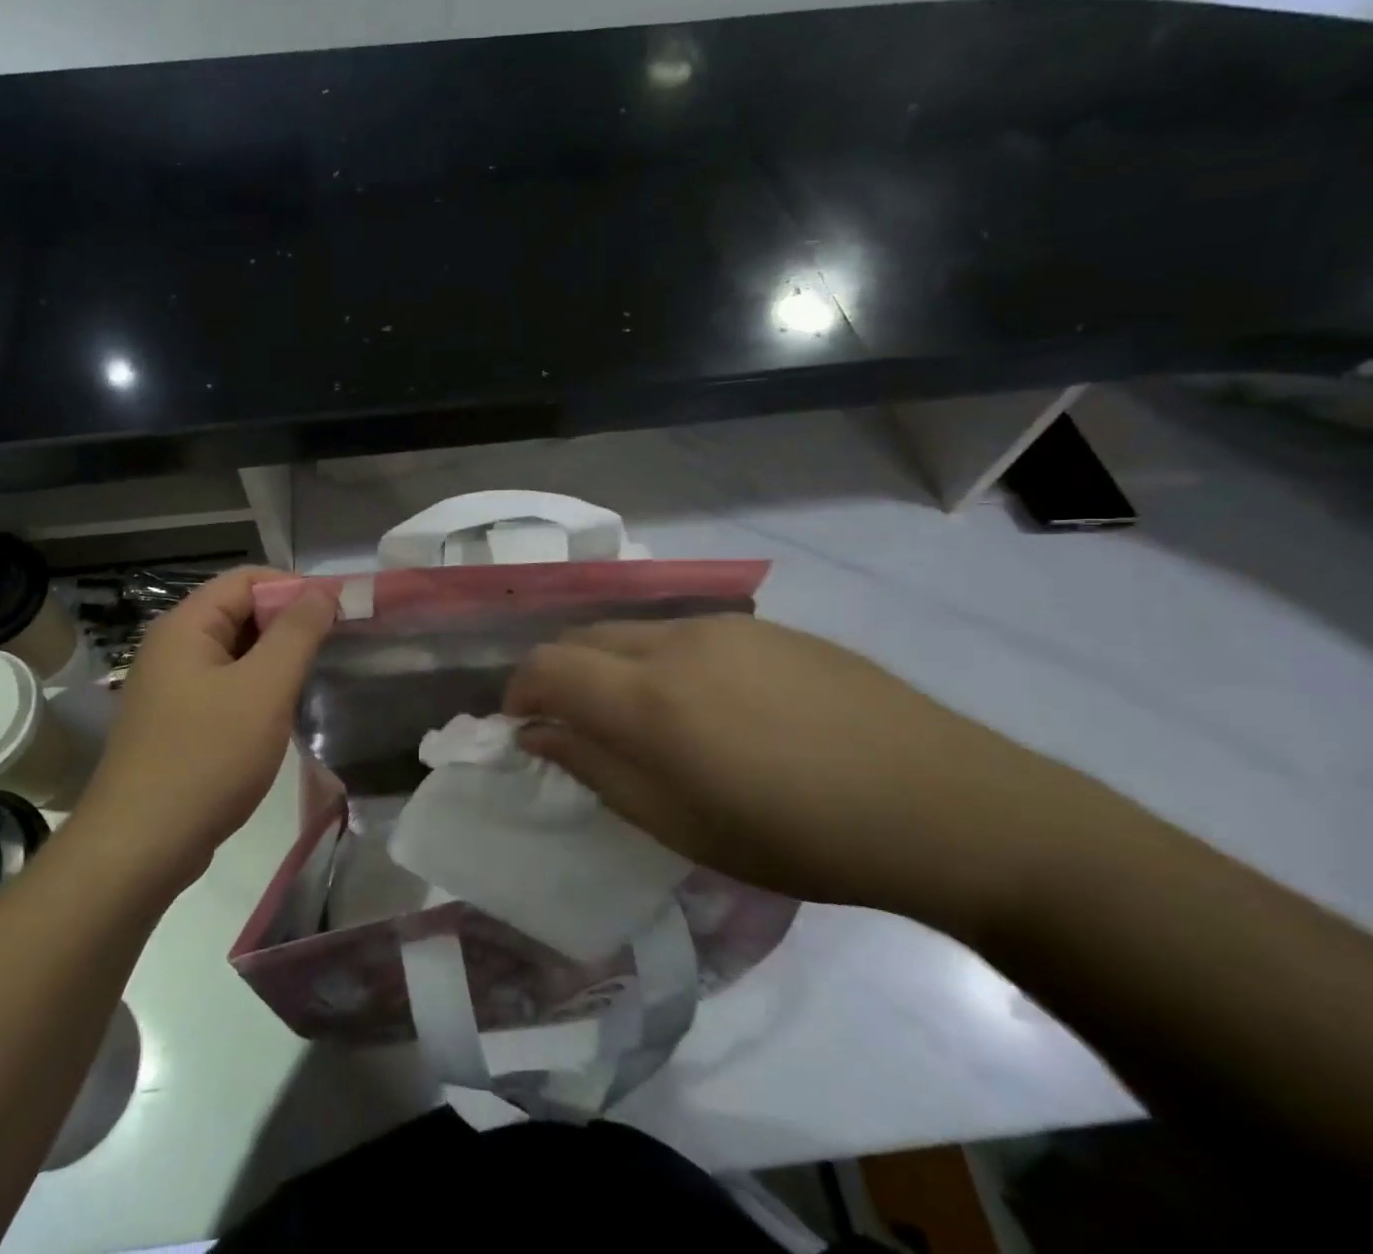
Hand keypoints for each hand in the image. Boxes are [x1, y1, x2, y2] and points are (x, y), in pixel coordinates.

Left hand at [75, 567, 335, 892]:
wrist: (140, 848)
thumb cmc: (207, 758)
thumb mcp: (264, 689)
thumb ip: (297, 632)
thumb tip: (324, 589)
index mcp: (186, 625)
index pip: (248, 579)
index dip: (296, 587)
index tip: (340, 612)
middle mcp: (174, 646)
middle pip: (241, 611)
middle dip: (290, 624)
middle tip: (335, 647)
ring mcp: (172, 686)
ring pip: (237, 652)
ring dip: (277, 659)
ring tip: (316, 678)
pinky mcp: (178, 721)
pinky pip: (227, 686)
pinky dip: (259, 689)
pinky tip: (283, 712)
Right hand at [505, 613, 1086, 933]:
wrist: (944, 803)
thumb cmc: (801, 837)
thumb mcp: (682, 826)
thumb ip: (597, 770)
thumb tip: (539, 733)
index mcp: (650, 698)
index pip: (547, 666)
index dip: (519, 691)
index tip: (521, 726)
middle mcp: (675, 642)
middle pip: (582, 637)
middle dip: (557, 674)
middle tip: (572, 725)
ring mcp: (723, 625)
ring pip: (631, 631)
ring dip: (608, 666)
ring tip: (639, 719)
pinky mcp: (763, 626)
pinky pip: (682, 632)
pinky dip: (657, 659)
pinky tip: (704, 704)